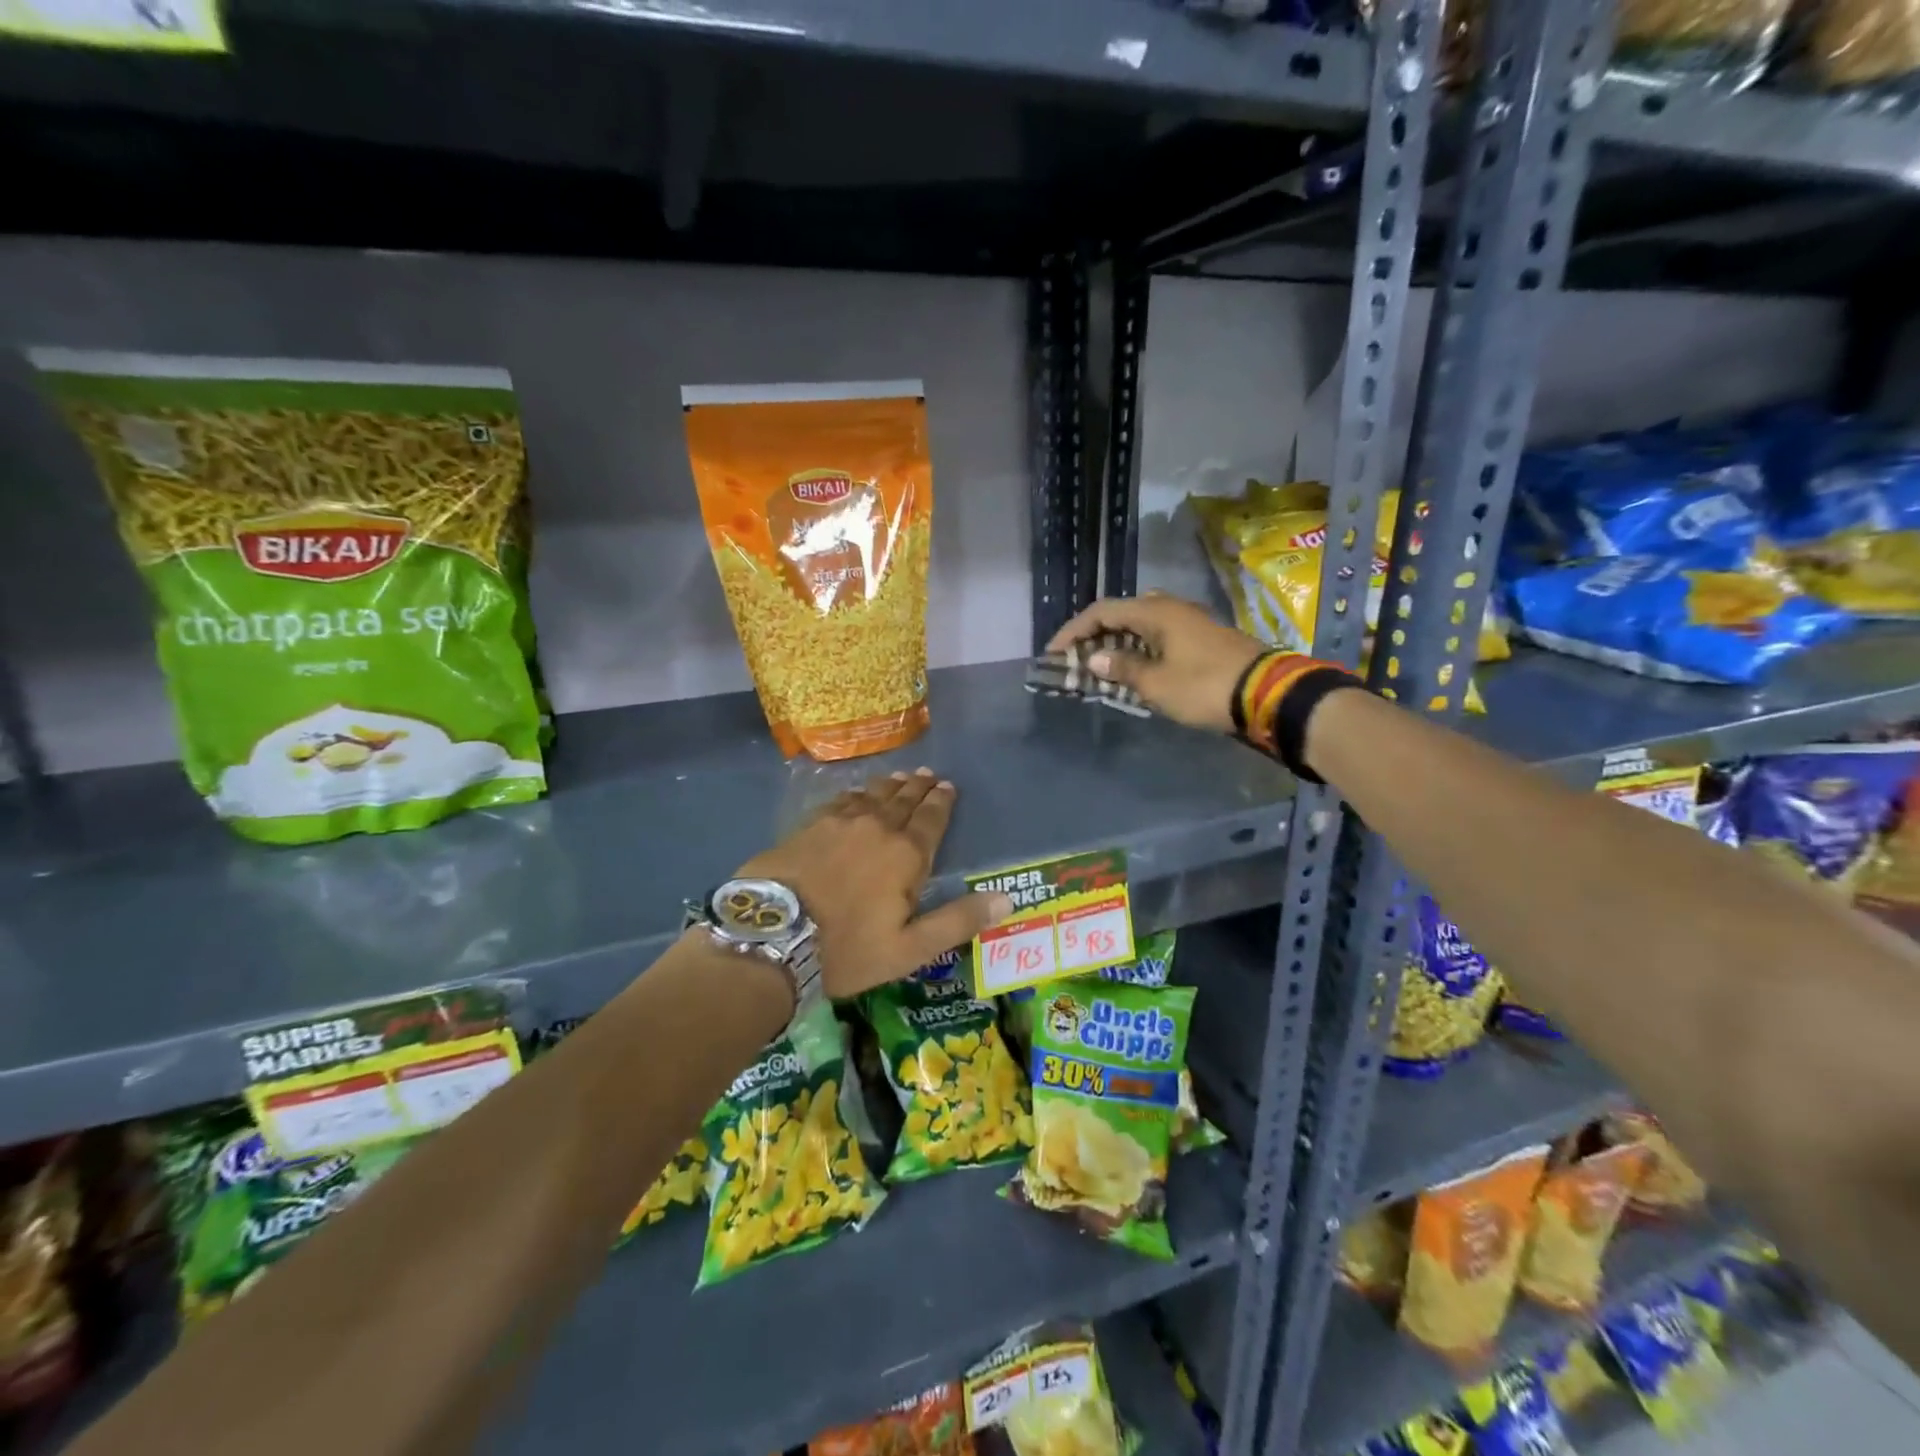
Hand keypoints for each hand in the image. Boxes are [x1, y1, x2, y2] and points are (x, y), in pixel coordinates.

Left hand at [737, 768, 1012, 999]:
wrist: (772, 937)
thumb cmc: (846, 949)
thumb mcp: (910, 948)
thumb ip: (957, 921)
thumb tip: (1007, 900)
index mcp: (906, 855)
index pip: (931, 819)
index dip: (942, 802)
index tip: (948, 787)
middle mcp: (876, 828)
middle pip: (903, 801)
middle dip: (918, 787)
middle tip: (928, 775)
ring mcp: (839, 823)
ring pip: (872, 796)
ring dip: (890, 786)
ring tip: (900, 777)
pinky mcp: (808, 826)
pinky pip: (840, 801)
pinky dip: (855, 794)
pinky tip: (856, 793)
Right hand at [1047, 593, 1265, 733]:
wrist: (1267, 694)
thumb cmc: (1204, 686)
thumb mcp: (1156, 683)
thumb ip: (1122, 669)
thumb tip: (1094, 659)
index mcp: (1155, 612)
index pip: (1101, 611)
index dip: (1073, 630)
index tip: (1053, 653)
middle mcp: (1170, 608)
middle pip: (1120, 615)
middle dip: (1093, 636)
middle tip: (1075, 660)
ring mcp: (1188, 622)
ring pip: (1140, 626)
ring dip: (1116, 645)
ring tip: (1098, 668)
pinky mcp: (1201, 639)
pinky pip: (1157, 637)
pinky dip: (1137, 651)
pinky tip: (1131, 670)